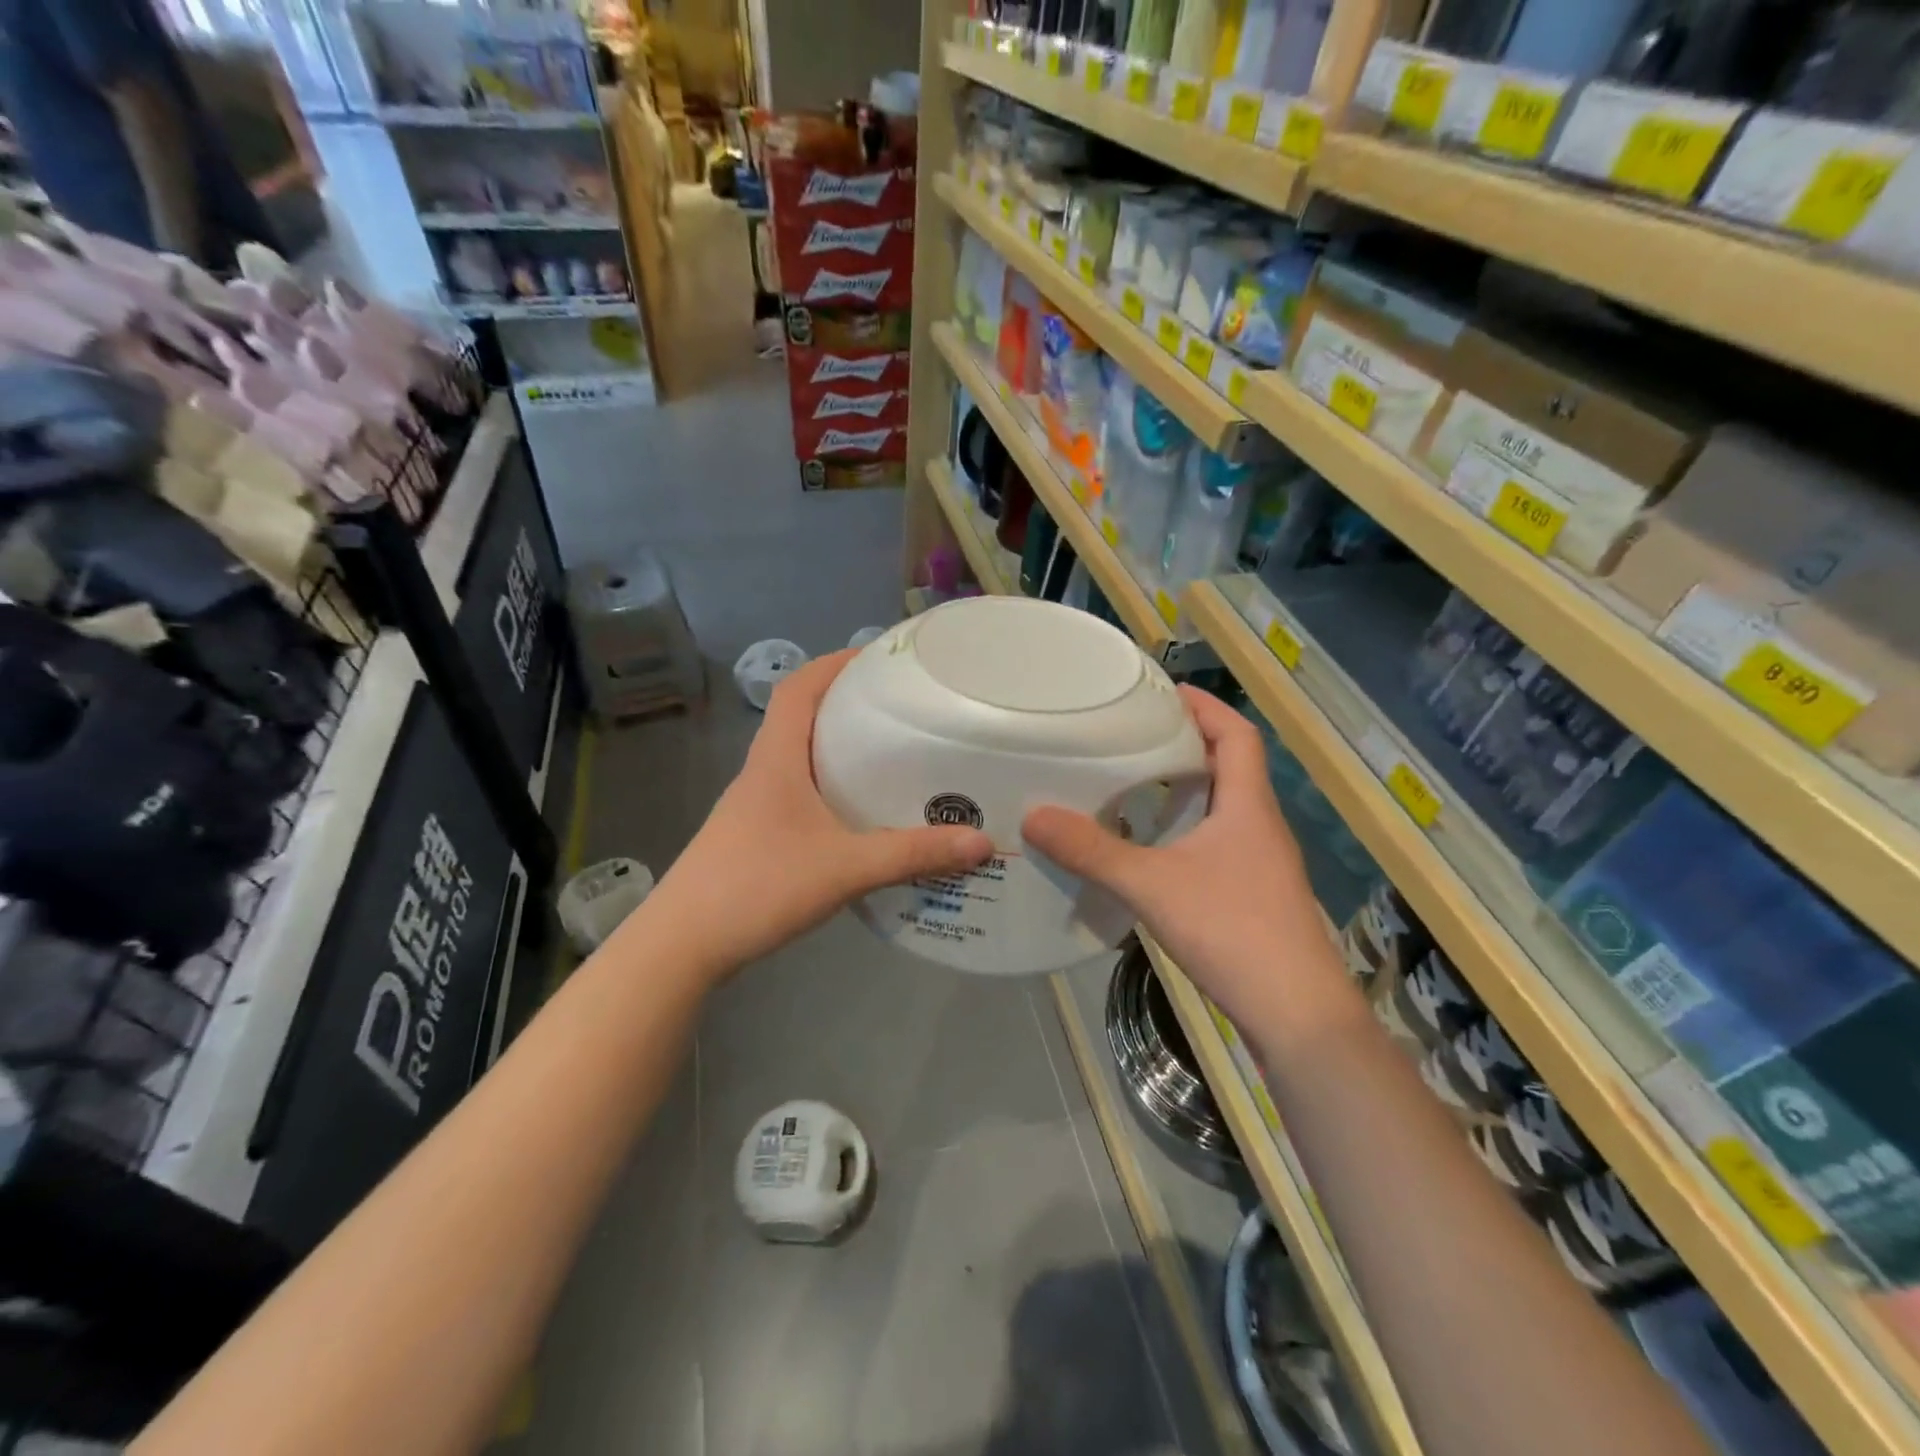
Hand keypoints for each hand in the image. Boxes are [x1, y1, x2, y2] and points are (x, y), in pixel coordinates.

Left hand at [645, 650, 993, 975]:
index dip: (835, 663)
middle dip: (848, 703)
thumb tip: (980, 841)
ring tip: (893, 754)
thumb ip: (912, 854)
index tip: (880, 659)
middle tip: (902, 707)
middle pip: (802, 716)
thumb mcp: (845, 868)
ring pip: (802, 757)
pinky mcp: (758, 835)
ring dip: (840, 747)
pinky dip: (832, 788)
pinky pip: (801, 793)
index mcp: (777, 759)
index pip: (799, 687)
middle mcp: (763, 772)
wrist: (683, 945)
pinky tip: (863, 814)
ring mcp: (756, 806)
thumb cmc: (758, 887)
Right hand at [1022, 687, 1338, 1033]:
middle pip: (1230, 765)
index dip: (1205, 706)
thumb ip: (1092, 851)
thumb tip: (1034, 817)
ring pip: (1224, 806)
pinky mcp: (1254, 895)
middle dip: (1187, 742)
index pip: (1237, 734)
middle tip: (1133, 735)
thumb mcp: (1152, 885)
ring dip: (1187, 788)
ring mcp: (1261, 863)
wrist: (1297, 1014)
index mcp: (1247, 805)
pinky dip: (1187, 829)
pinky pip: (1218, 841)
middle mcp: (1260, 825)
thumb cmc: (1233, 931)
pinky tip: (1151, 848)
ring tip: (1133, 783)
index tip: (1163, 692)